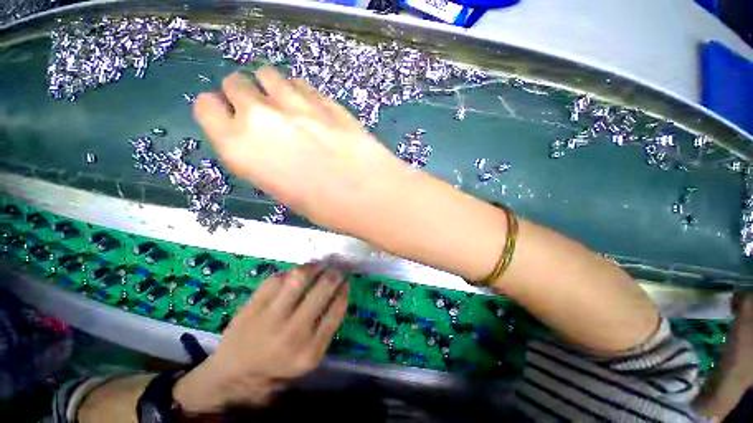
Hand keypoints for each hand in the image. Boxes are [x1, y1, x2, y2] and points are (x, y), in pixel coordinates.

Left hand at [173, 264, 349, 413]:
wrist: (233, 376)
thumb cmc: (277, 368)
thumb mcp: (309, 358)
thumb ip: (326, 328)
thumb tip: (338, 293)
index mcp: (310, 349)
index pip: (337, 309)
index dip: (344, 289)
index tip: (347, 281)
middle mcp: (293, 332)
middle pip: (323, 288)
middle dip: (335, 273)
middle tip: (338, 268)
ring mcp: (271, 317)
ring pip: (299, 277)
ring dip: (314, 267)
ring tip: (319, 265)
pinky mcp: (253, 306)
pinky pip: (277, 278)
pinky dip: (289, 273)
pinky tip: (294, 275)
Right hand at [194, 67, 406, 231]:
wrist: (368, 193)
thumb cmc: (325, 207)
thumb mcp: (282, 191)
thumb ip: (264, 160)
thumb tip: (267, 145)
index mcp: (239, 148)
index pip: (206, 108)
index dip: (218, 111)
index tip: (231, 118)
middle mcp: (260, 117)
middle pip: (235, 84)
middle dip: (244, 95)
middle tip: (264, 114)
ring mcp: (295, 103)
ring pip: (268, 75)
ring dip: (272, 88)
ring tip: (288, 108)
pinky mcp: (325, 100)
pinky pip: (301, 84)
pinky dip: (300, 92)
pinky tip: (313, 109)